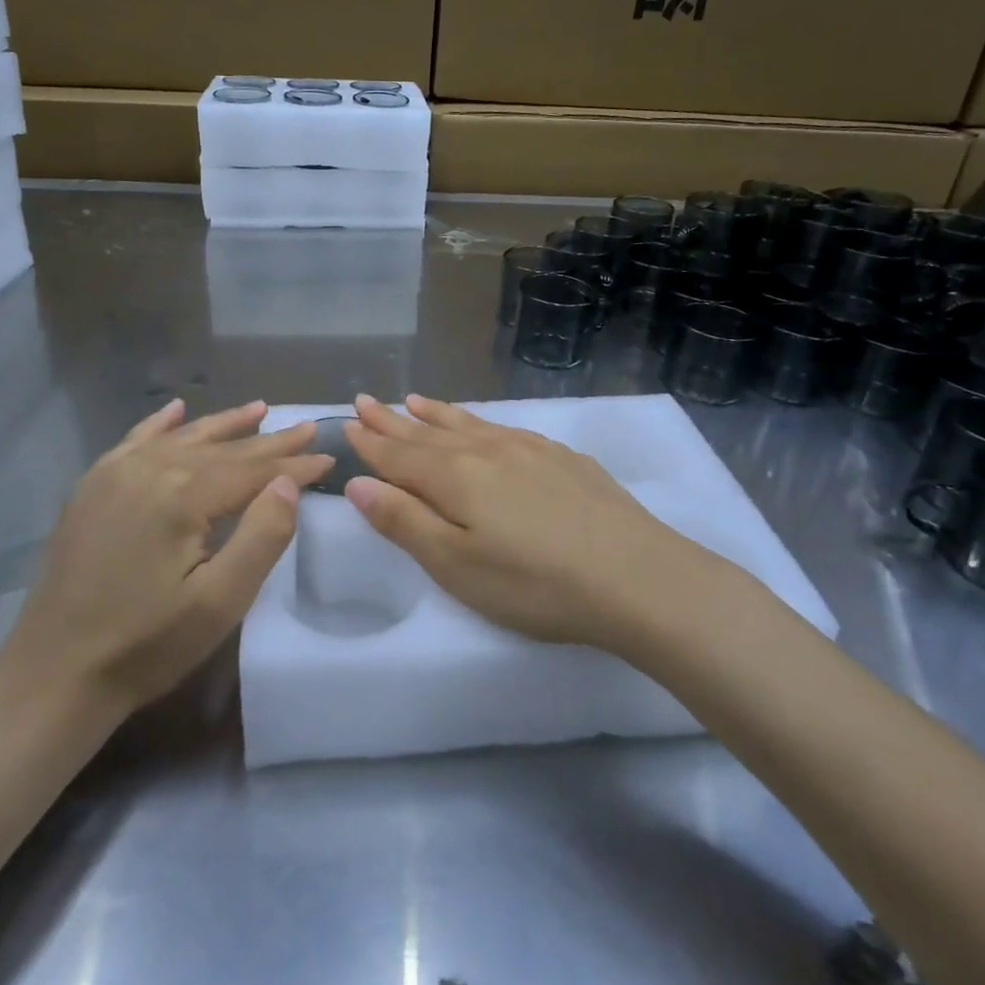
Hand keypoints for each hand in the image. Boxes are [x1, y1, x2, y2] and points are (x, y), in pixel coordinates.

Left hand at [0, 399, 333, 717]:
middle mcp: (150, 468)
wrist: (53, 675)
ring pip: (184, 438)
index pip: (253, 470)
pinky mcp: (92, 487)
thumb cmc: (147, 645)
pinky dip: (162, 424)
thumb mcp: (220, 602)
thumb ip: (262, 535)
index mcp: (183, 494)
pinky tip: (177, 410)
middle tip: (307, 427)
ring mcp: (115, 473)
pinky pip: (135, 441)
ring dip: (225, 425)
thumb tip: (288, 482)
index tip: (328, 455)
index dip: (294, 465)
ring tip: (260, 409)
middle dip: (269, 441)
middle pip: (223, 449)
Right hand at [342, 394, 706, 650]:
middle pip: (428, 433)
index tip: (347, 421)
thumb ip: (405, 522)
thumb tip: (358, 484)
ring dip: (436, 414)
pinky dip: (480, 421)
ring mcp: (529, 449)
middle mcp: (487, 451)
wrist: (637, 576)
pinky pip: (504, 428)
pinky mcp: (562, 458)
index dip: (371, 441)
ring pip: (469, 424)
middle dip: (394, 420)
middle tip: (367, 400)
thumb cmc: (535, 583)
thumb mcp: (457, 566)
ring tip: (414, 400)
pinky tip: (483, 426)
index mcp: (455, 477)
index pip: (399, 455)